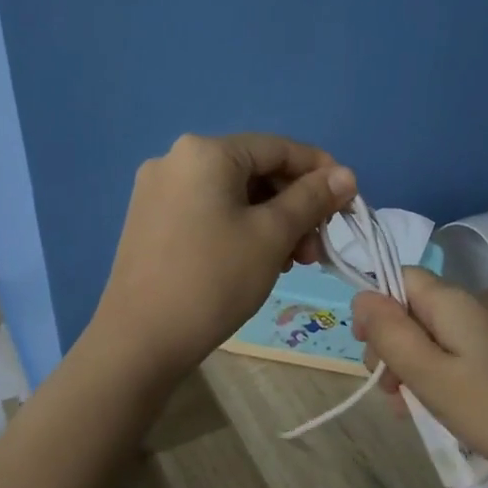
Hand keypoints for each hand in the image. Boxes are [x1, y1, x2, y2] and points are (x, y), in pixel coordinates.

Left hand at [91, 133, 356, 381]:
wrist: (140, 340)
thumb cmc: (214, 280)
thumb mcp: (272, 236)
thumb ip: (312, 199)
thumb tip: (346, 174)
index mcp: (205, 152)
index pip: (278, 147)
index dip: (320, 171)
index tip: (347, 203)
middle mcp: (176, 159)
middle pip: (255, 171)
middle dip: (294, 205)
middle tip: (316, 248)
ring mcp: (158, 190)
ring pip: (233, 195)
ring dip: (271, 221)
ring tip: (290, 263)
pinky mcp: (150, 220)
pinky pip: (209, 211)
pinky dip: (240, 229)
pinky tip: (257, 261)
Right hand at [351, 268, 487, 487]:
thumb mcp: (433, 377)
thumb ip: (392, 335)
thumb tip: (361, 296)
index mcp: (454, 301)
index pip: (400, 278)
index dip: (375, 310)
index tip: (369, 356)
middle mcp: (476, 305)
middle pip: (416, 309)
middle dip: (394, 346)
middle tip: (390, 395)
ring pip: (437, 337)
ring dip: (416, 367)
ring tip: (413, 413)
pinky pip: (462, 354)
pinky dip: (443, 377)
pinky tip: (445, 412)